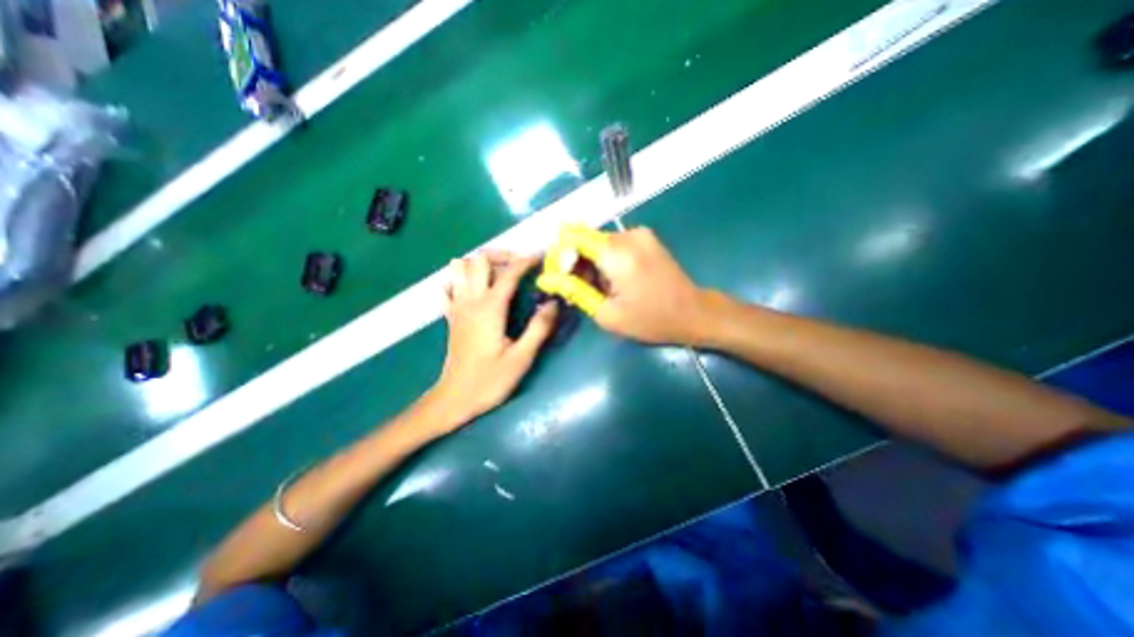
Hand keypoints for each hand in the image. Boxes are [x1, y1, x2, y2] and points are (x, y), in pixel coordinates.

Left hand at [432, 250, 558, 427]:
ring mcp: (457, 306)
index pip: (509, 273)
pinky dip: (461, 279)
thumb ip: (539, 328)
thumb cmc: (490, 380)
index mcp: (490, 308)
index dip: (526, 261)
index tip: (541, 256)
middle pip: (480, 259)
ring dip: (480, 264)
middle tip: (520, 266)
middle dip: (502, 255)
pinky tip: (475, 289)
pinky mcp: (451, 316)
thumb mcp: (522, 358)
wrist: (454, 398)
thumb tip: (553, 303)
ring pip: (460, 268)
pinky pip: (449, 286)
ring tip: (498, 274)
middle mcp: (471, 300)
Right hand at [540, 227, 706, 345]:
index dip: (559, 254)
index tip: (557, 277)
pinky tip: (612, 280)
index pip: (572, 236)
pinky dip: (605, 259)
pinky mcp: (646, 238)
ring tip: (598, 289)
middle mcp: (628, 235)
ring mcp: (639, 234)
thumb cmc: (651, 320)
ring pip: (598, 241)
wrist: (694, 313)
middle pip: (584, 238)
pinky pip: (613, 243)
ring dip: (590, 262)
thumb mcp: (607, 314)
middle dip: (574, 261)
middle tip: (577, 289)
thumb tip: (546, 278)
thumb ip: (575, 291)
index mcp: (617, 254)